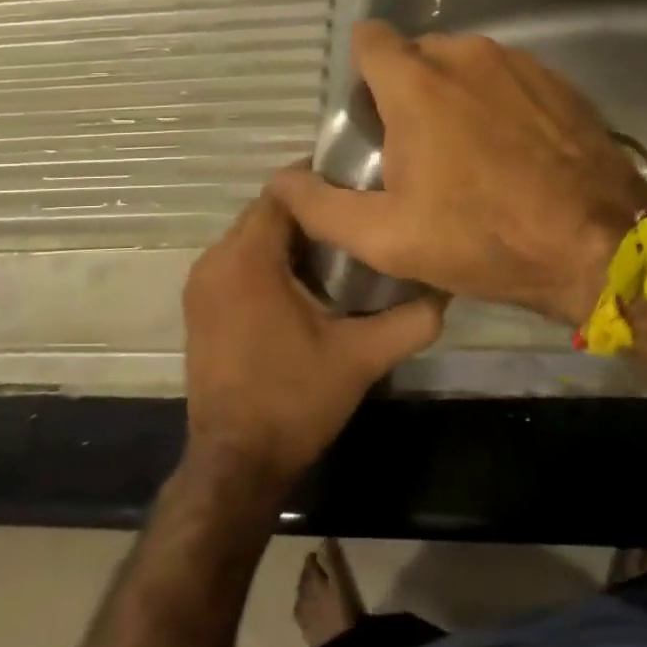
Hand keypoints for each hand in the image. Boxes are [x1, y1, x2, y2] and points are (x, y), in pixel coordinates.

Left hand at [182, 183, 444, 487]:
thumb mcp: (361, 358)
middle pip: (265, 213)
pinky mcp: (200, 306)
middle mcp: (215, 261)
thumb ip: (409, 321)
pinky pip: (237, 262)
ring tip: (338, 248)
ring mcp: (201, 284)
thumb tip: (446, 291)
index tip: (358, 188)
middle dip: (308, 212)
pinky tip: (304, 282)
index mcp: (247, 260)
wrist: (236, 462)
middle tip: (356, 219)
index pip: (281, 193)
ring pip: (250, 237)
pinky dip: (267, 260)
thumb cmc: (295, 401)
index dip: (319, 184)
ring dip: (288, 238)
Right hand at [271, 22, 646, 325]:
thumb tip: (281, 183)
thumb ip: (322, 207)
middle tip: (417, 149)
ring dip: (455, 96)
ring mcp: (517, 63)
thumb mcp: (387, 238)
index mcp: (415, 83)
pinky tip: (513, 151)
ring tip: (469, 154)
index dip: (361, 72)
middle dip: (408, 90)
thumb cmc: (483, 238)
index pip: (368, 39)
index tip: (370, 114)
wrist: (596, 244)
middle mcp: (464, 55)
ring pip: (464, 65)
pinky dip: (498, 103)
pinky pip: (507, 78)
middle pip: (416, 54)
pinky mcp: (557, 80)